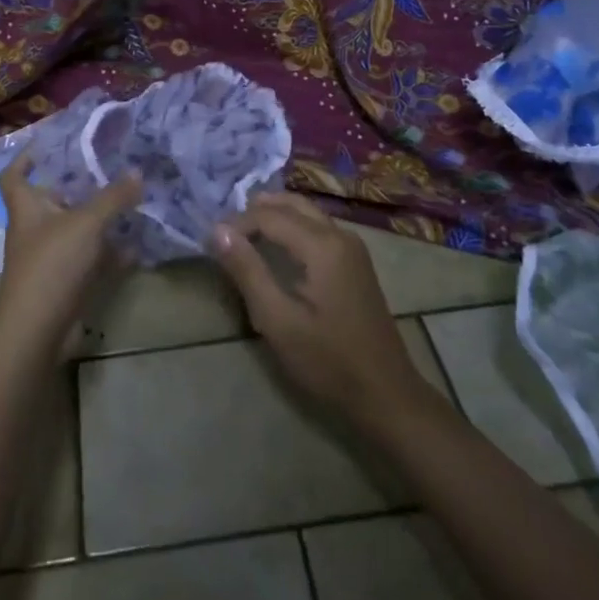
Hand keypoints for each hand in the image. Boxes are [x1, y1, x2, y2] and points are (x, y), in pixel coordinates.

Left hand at [0, 151, 141, 350]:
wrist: (38, 330)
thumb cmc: (52, 264)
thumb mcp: (86, 223)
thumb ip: (113, 197)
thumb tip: (137, 172)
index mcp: (27, 208)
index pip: (14, 176)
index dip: (26, 159)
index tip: (49, 144)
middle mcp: (35, 230)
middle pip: (53, 200)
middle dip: (79, 186)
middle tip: (109, 168)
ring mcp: (51, 258)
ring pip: (77, 230)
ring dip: (100, 219)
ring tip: (131, 201)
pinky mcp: (67, 283)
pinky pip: (92, 259)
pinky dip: (111, 252)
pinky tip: (137, 244)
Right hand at [211, 193, 429, 425]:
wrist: (386, 395)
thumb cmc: (328, 361)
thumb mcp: (278, 320)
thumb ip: (247, 271)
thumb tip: (218, 231)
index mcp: (323, 245)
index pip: (270, 216)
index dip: (238, 224)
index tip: (212, 243)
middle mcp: (340, 235)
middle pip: (292, 204)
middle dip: (256, 212)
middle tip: (226, 232)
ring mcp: (352, 248)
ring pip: (307, 213)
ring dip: (274, 217)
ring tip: (244, 236)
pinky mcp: (355, 262)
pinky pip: (318, 228)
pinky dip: (292, 228)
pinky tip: (277, 249)